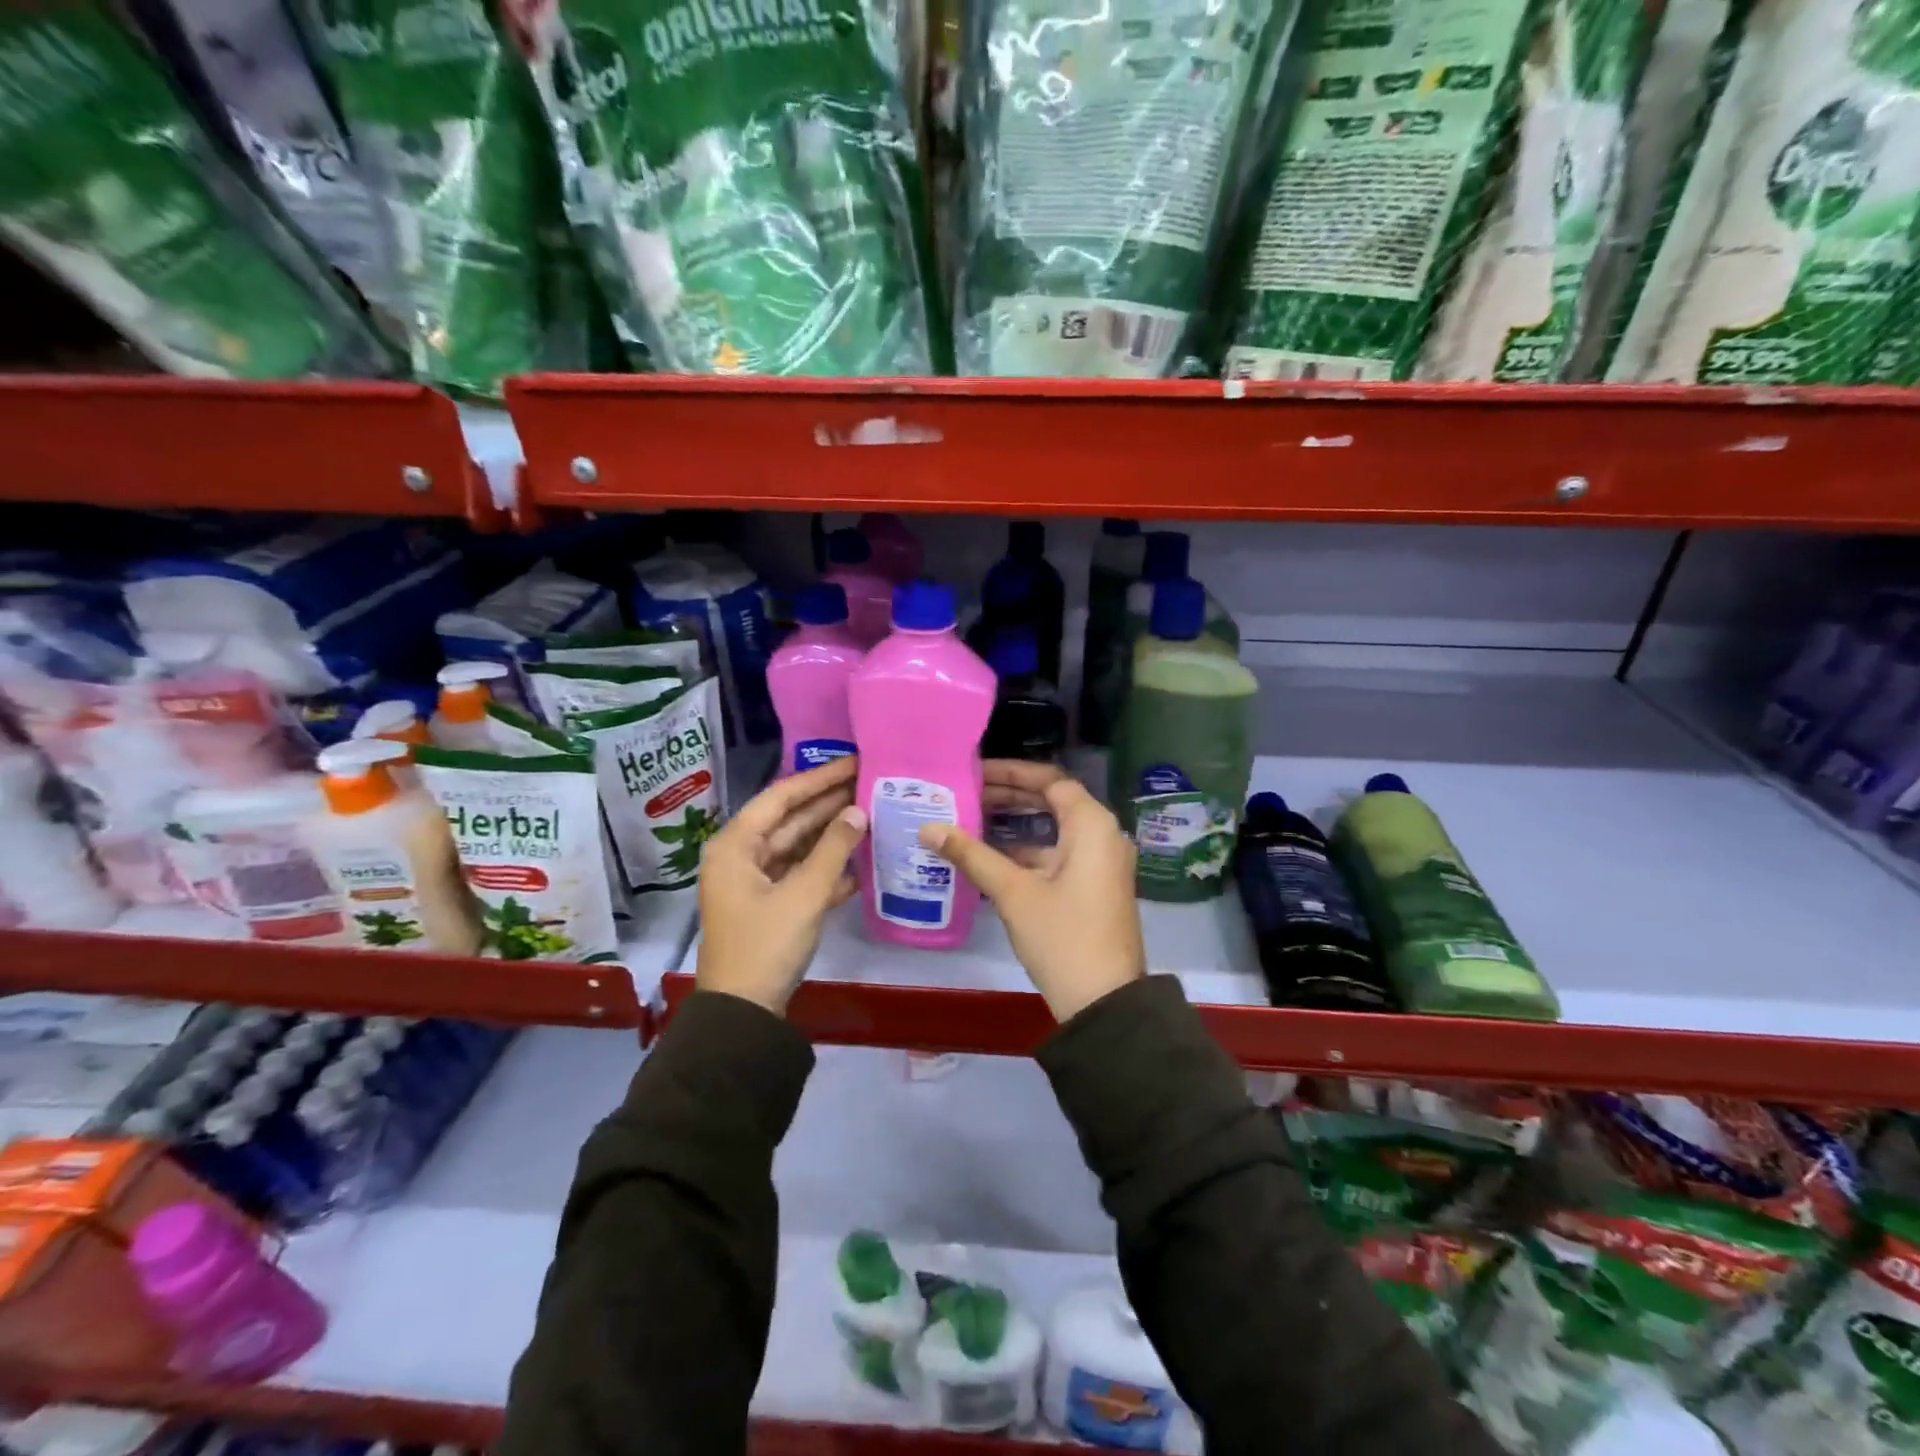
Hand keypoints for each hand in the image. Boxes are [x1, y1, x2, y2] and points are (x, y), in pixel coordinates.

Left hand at [697, 757, 865, 1014]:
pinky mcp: (770, 906)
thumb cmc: (766, 945)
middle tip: (870, 783)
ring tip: (873, 813)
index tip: (855, 762)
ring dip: (832, 835)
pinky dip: (828, 869)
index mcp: (736, 845)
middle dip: (829, 804)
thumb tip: (857, 811)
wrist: (743, 1013)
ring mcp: (755, 883)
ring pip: (798, 848)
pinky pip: (801, 875)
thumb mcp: (803, 894)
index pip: (782, 797)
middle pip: (790, 820)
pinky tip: (862, 862)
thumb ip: (833, 849)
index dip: (820, 778)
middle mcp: (742, 857)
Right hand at [920, 760, 1145, 1021]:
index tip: (975, 771)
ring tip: (972, 818)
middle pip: (1054, 801)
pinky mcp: (1094, 887)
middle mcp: (1104, 836)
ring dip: (1017, 824)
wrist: (1105, 1003)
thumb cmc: (1062, 937)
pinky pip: (1060, 854)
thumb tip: (928, 828)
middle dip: (1011, 795)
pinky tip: (991, 858)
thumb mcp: (1013, 892)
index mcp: (1093, 825)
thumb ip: (971, 854)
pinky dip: (1028, 851)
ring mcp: (1102, 864)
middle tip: (967, 792)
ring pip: (1055, 830)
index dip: (1012, 771)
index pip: (1051, 780)